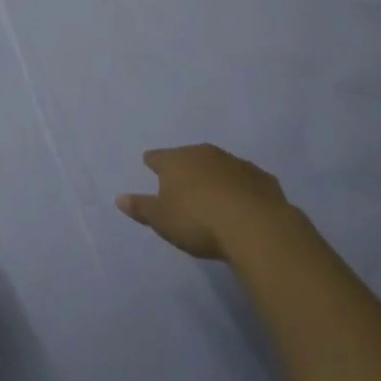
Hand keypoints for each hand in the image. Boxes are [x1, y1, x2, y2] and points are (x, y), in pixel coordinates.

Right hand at [117, 144, 291, 260]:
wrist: (255, 225)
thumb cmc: (198, 221)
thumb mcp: (162, 220)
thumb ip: (141, 208)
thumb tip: (119, 198)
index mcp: (176, 161)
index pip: (158, 157)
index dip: (152, 162)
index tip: (149, 163)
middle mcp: (204, 154)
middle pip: (189, 157)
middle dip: (185, 167)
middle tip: (182, 181)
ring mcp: (235, 163)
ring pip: (218, 165)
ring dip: (214, 176)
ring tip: (212, 193)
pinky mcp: (262, 178)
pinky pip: (245, 180)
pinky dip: (240, 188)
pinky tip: (242, 202)